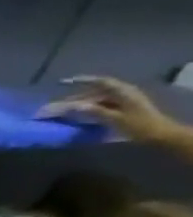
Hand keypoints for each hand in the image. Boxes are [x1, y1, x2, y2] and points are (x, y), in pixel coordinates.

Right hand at [46, 76, 181, 143]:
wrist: (160, 135)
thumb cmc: (139, 125)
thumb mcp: (116, 119)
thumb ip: (95, 111)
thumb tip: (73, 106)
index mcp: (124, 93)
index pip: (101, 82)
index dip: (83, 81)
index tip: (64, 82)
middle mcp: (123, 94)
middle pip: (95, 93)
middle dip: (75, 98)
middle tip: (56, 106)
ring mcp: (123, 102)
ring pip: (96, 100)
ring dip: (79, 105)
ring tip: (63, 112)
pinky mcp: (122, 110)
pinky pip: (101, 106)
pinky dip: (88, 110)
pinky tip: (78, 116)